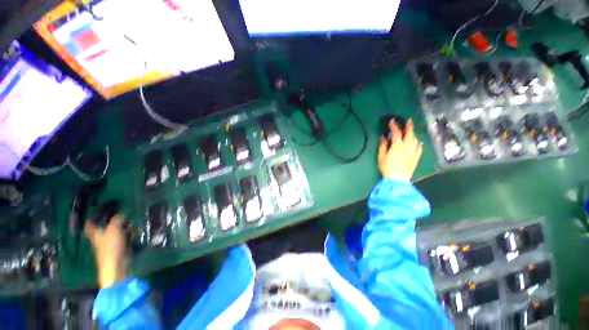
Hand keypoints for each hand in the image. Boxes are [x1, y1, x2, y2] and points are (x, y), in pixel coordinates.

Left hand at [85, 215, 128, 287]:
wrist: (117, 265)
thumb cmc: (111, 246)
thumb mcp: (114, 229)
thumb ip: (117, 220)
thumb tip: (120, 215)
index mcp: (96, 235)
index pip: (90, 226)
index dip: (91, 221)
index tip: (93, 215)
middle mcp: (102, 239)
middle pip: (107, 228)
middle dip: (116, 223)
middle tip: (124, 219)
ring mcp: (111, 245)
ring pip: (118, 233)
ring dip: (126, 229)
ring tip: (132, 227)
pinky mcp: (120, 249)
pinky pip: (125, 239)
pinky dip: (130, 236)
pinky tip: (134, 235)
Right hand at [378, 119, 422, 180]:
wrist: (398, 179)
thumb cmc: (387, 167)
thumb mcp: (381, 156)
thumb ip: (383, 145)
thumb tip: (384, 137)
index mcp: (398, 145)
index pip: (397, 132)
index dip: (394, 126)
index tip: (392, 121)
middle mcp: (407, 146)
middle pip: (410, 134)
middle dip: (408, 126)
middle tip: (408, 120)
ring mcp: (413, 151)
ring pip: (415, 139)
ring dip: (413, 133)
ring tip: (411, 131)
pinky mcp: (416, 157)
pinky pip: (419, 148)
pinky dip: (418, 143)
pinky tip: (418, 142)